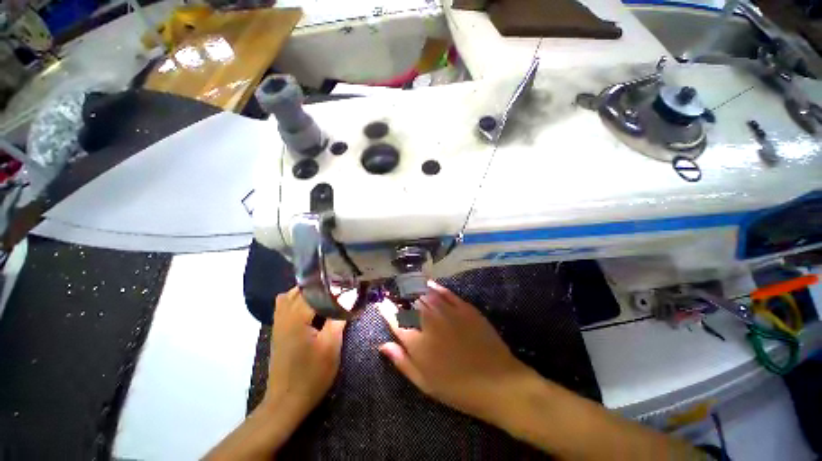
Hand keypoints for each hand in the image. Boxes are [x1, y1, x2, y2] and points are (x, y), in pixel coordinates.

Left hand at [264, 287, 345, 418]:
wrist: (286, 402)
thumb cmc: (312, 374)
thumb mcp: (331, 346)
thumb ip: (339, 318)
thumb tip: (349, 297)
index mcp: (297, 317)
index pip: (314, 290)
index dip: (332, 286)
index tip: (347, 285)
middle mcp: (284, 316)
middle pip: (300, 290)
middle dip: (319, 287)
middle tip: (338, 291)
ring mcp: (278, 324)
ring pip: (290, 296)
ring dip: (307, 293)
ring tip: (326, 298)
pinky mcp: (278, 332)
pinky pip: (285, 307)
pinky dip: (297, 302)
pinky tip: (312, 311)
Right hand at [378, 281, 534, 424]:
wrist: (497, 382)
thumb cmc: (457, 388)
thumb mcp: (424, 382)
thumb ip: (402, 361)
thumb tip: (383, 345)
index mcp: (416, 341)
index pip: (395, 319)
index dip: (387, 309)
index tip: (382, 303)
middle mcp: (428, 320)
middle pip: (409, 302)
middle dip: (400, 297)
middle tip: (396, 294)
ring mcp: (447, 311)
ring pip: (425, 294)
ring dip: (414, 289)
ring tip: (408, 285)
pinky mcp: (463, 307)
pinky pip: (445, 292)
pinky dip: (435, 287)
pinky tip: (429, 284)